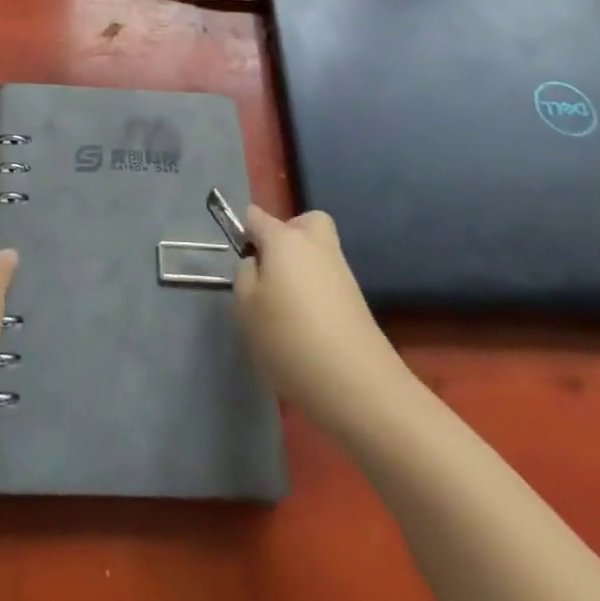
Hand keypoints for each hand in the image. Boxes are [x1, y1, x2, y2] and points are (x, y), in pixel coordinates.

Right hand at [233, 206, 405, 433]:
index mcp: (284, 239)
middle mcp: (316, 245)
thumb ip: (245, 275)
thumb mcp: (246, 307)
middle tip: (272, 270)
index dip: (245, 234)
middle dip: (287, 236)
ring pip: (317, 253)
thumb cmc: (290, 338)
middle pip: (302, 223)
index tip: (241, 263)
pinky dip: (316, 293)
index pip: (256, 216)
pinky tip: (306, 328)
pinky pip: (328, 281)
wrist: (358, 384)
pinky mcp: (357, 300)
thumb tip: (257, 263)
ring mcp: (341, 271)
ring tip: (285, 309)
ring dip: (302, 269)